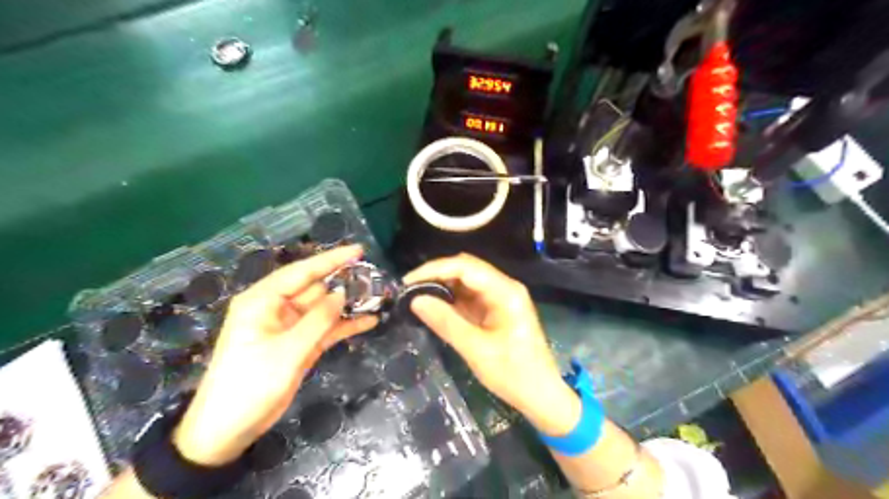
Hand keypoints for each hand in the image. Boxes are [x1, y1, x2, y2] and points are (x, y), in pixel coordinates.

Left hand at [173, 243, 376, 463]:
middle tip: (376, 278)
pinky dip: (345, 326)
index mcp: (263, 301)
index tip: (359, 250)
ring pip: (324, 308)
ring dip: (348, 305)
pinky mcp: (299, 344)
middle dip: (344, 283)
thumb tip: (343, 293)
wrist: (228, 431)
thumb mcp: (287, 351)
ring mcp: (290, 327)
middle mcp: (277, 308)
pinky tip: (369, 321)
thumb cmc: (250, 385)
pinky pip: (326, 329)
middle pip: (316, 288)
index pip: (301, 272)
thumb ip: (318, 320)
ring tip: (378, 297)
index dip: (331, 260)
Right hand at [405, 255, 585, 434]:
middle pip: (466, 268)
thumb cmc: (513, 374)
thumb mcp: (476, 349)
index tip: (408, 282)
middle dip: (436, 275)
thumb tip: (415, 300)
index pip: (465, 266)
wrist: (540, 395)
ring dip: (442, 286)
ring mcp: (500, 297)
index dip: (434, 269)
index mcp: (505, 291)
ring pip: (466, 281)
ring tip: (416, 296)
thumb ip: (446, 322)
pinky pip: (469, 296)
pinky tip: (434, 306)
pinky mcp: (495, 309)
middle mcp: (504, 287)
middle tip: (409, 289)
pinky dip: (451, 299)